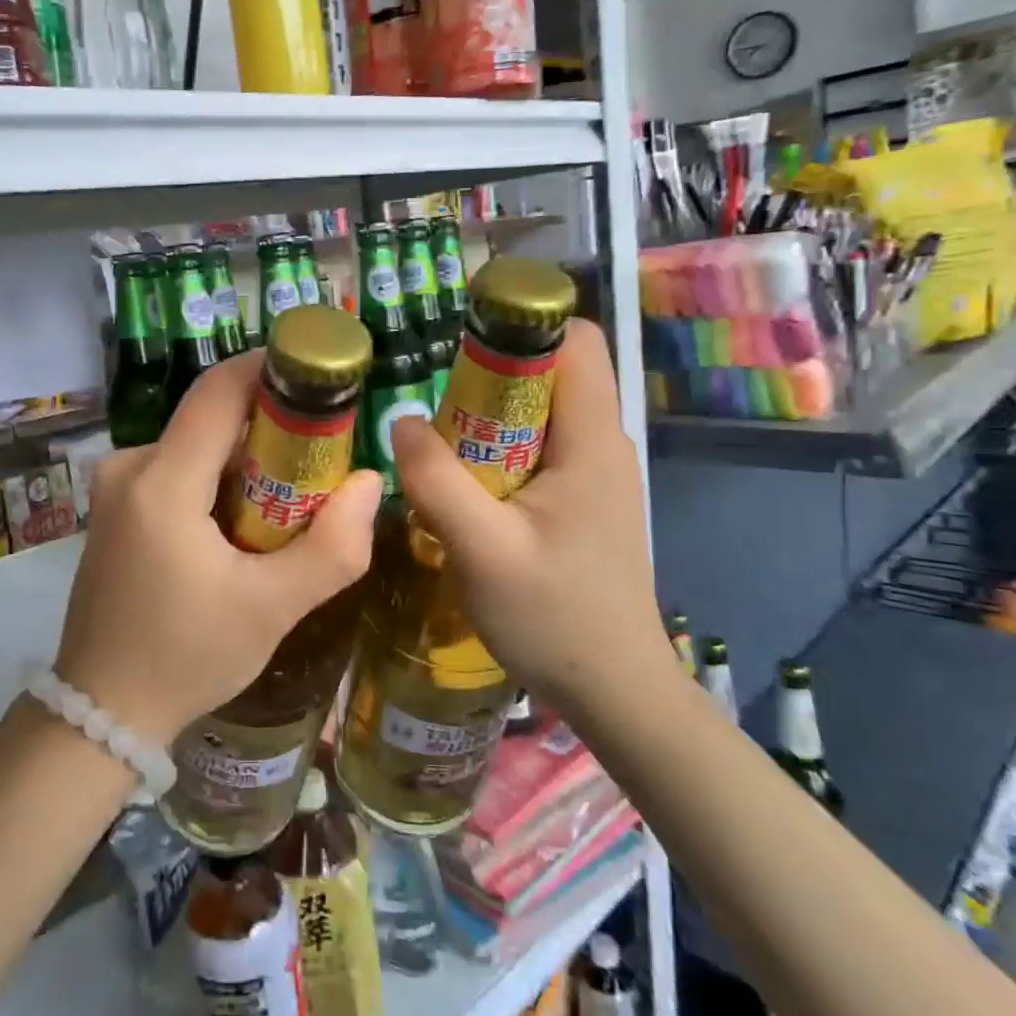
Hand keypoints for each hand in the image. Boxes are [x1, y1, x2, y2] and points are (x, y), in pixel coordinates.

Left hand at [55, 350, 382, 744]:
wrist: (101, 712)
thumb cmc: (186, 658)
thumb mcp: (272, 609)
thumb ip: (333, 548)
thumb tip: (370, 482)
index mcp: (161, 482)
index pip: (218, 391)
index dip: (270, 370)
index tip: (319, 376)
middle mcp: (129, 467)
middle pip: (212, 418)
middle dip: (271, 427)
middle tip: (324, 457)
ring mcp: (116, 487)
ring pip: (197, 444)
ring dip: (247, 459)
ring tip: (293, 500)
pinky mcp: (116, 507)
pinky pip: (177, 469)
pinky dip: (218, 480)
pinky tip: (245, 523)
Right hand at [390, 319, 675, 719]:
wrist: (616, 692)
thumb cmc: (556, 618)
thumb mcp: (483, 550)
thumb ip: (437, 480)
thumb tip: (400, 420)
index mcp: (591, 440)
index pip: (575, 339)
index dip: (523, 322)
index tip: (461, 339)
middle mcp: (601, 444)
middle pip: (552, 371)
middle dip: (492, 370)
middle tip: (433, 397)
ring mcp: (594, 474)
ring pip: (541, 412)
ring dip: (489, 413)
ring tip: (438, 438)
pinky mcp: (581, 501)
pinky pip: (538, 448)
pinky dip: (498, 447)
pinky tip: (462, 481)